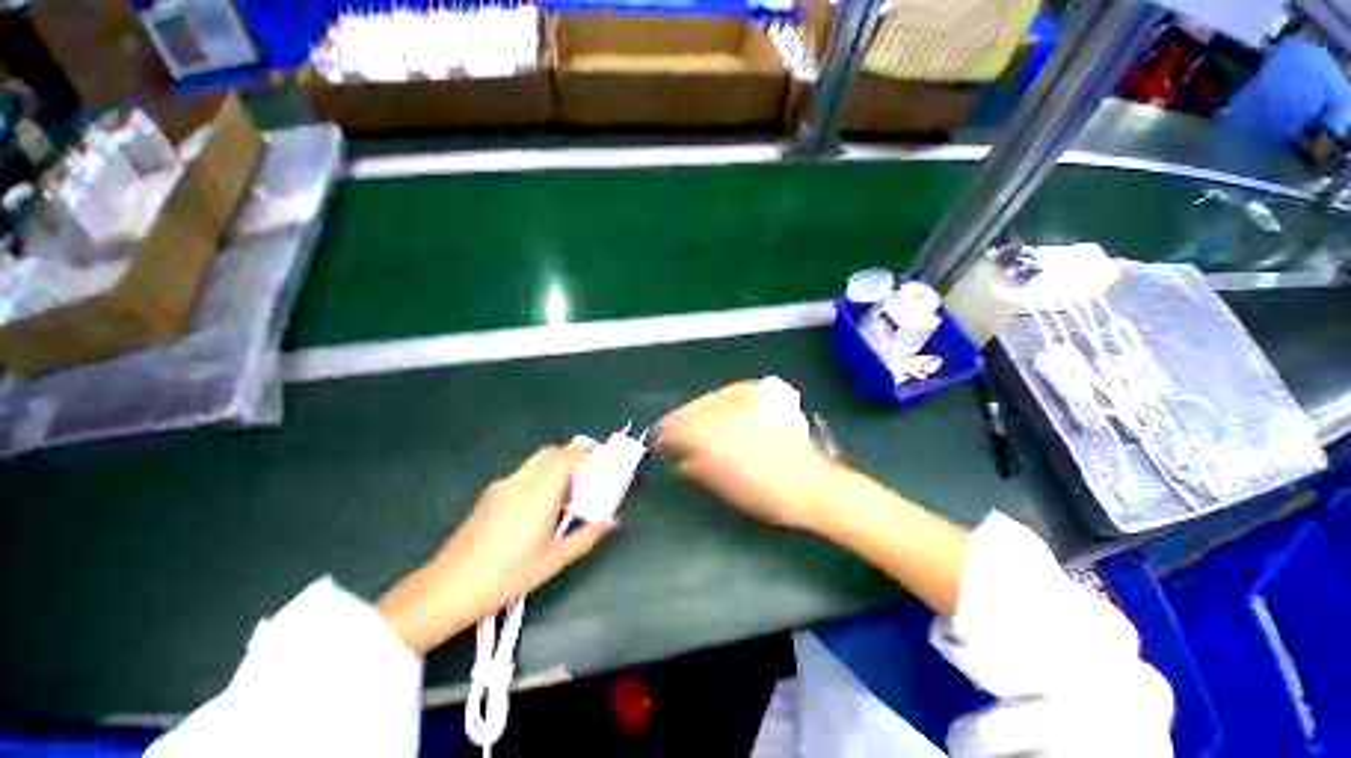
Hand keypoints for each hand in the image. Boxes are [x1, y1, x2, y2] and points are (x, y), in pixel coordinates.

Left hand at [379, 443, 616, 654]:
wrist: (449, 587)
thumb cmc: (507, 575)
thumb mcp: (554, 560)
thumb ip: (587, 536)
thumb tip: (612, 522)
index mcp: (541, 492)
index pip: (567, 456)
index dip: (586, 450)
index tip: (601, 453)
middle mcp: (522, 481)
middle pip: (550, 452)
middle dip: (571, 455)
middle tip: (587, 473)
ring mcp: (503, 486)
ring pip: (534, 462)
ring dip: (554, 465)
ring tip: (564, 492)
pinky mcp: (490, 496)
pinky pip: (521, 474)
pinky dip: (537, 476)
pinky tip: (537, 505)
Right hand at [657, 381, 840, 532]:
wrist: (810, 486)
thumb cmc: (767, 495)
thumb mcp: (728, 489)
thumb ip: (699, 469)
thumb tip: (680, 460)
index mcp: (717, 440)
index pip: (681, 430)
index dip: (666, 434)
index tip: (658, 440)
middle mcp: (729, 416)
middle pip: (693, 410)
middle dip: (677, 419)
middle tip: (669, 428)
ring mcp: (749, 406)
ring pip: (712, 397)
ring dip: (695, 406)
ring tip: (688, 414)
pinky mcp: (767, 402)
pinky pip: (737, 389)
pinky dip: (723, 393)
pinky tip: (718, 398)